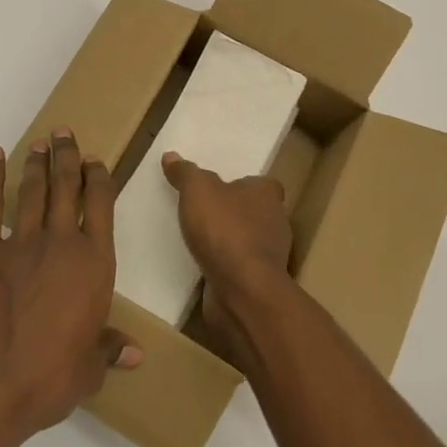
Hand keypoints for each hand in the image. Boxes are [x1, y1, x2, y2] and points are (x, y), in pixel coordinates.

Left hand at [0, 131, 140, 439]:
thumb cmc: (50, 377)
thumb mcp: (89, 369)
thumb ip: (110, 350)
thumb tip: (137, 354)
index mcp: (94, 263)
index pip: (101, 206)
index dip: (99, 179)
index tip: (95, 161)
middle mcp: (61, 242)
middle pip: (67, 187)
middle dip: (67, 156)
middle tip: (64, 133)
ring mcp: (21, 242)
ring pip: (33, 191)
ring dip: (37, 164)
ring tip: (40, 142)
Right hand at [161, 151, 294, 346]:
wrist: (242, 291)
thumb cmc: (225, 230)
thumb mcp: (197, 191)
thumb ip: (185, 173)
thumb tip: (171, 155)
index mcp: (267, 193)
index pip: (261, 183)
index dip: (242, 184)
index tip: (220, 188)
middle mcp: (275, 221)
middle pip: (255, 211)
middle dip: (233, 212)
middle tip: (204, 211)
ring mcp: (270, 255)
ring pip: (248, 240)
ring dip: (229, 241)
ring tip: (199, 239)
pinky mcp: (260, 282)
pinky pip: (240, 267)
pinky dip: (225, 265)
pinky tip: (204, 265)